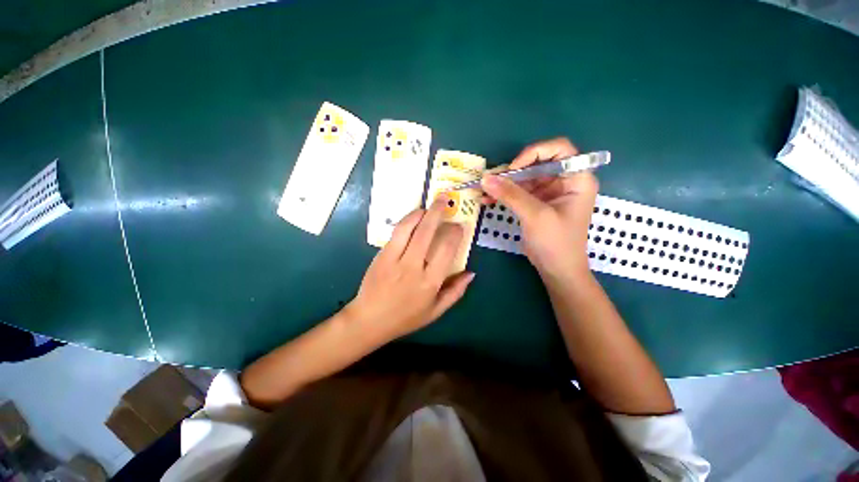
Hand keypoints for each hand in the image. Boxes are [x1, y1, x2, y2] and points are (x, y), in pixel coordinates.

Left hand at [345, 197, 475, 342]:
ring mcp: (394, 259)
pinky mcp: (381, 255)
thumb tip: (471, 273)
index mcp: (430, 282)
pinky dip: (407, 221)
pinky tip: (413, 217)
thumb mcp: (436, 311)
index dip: (455, 234)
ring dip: (421, 212)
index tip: (459, 226)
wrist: (370, 320)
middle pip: (427, 233)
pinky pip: (396, 233)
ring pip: (409, 228)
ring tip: (429, 204)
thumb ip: (455, 292)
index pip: (447, 250)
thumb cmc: (405, 318)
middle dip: (438, 212)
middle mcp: (413, 267)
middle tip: (445, 200)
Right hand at [481, 137, 597, 281]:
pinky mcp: (536, 203)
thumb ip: (511, 195)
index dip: (535, 152)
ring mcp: (548, 192)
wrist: (557, 270)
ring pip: (524, 178)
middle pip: (537, 163)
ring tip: (483, 191)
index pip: (560, 149)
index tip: (514, 168)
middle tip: (491, 181)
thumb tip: (486, 179)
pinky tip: (487, 199)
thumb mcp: (535, 216)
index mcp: (577, 179)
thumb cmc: (556, 243)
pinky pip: (518, 192)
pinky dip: (503, 194)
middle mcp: (564, 181)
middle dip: (513, 171)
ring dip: (504, 184)